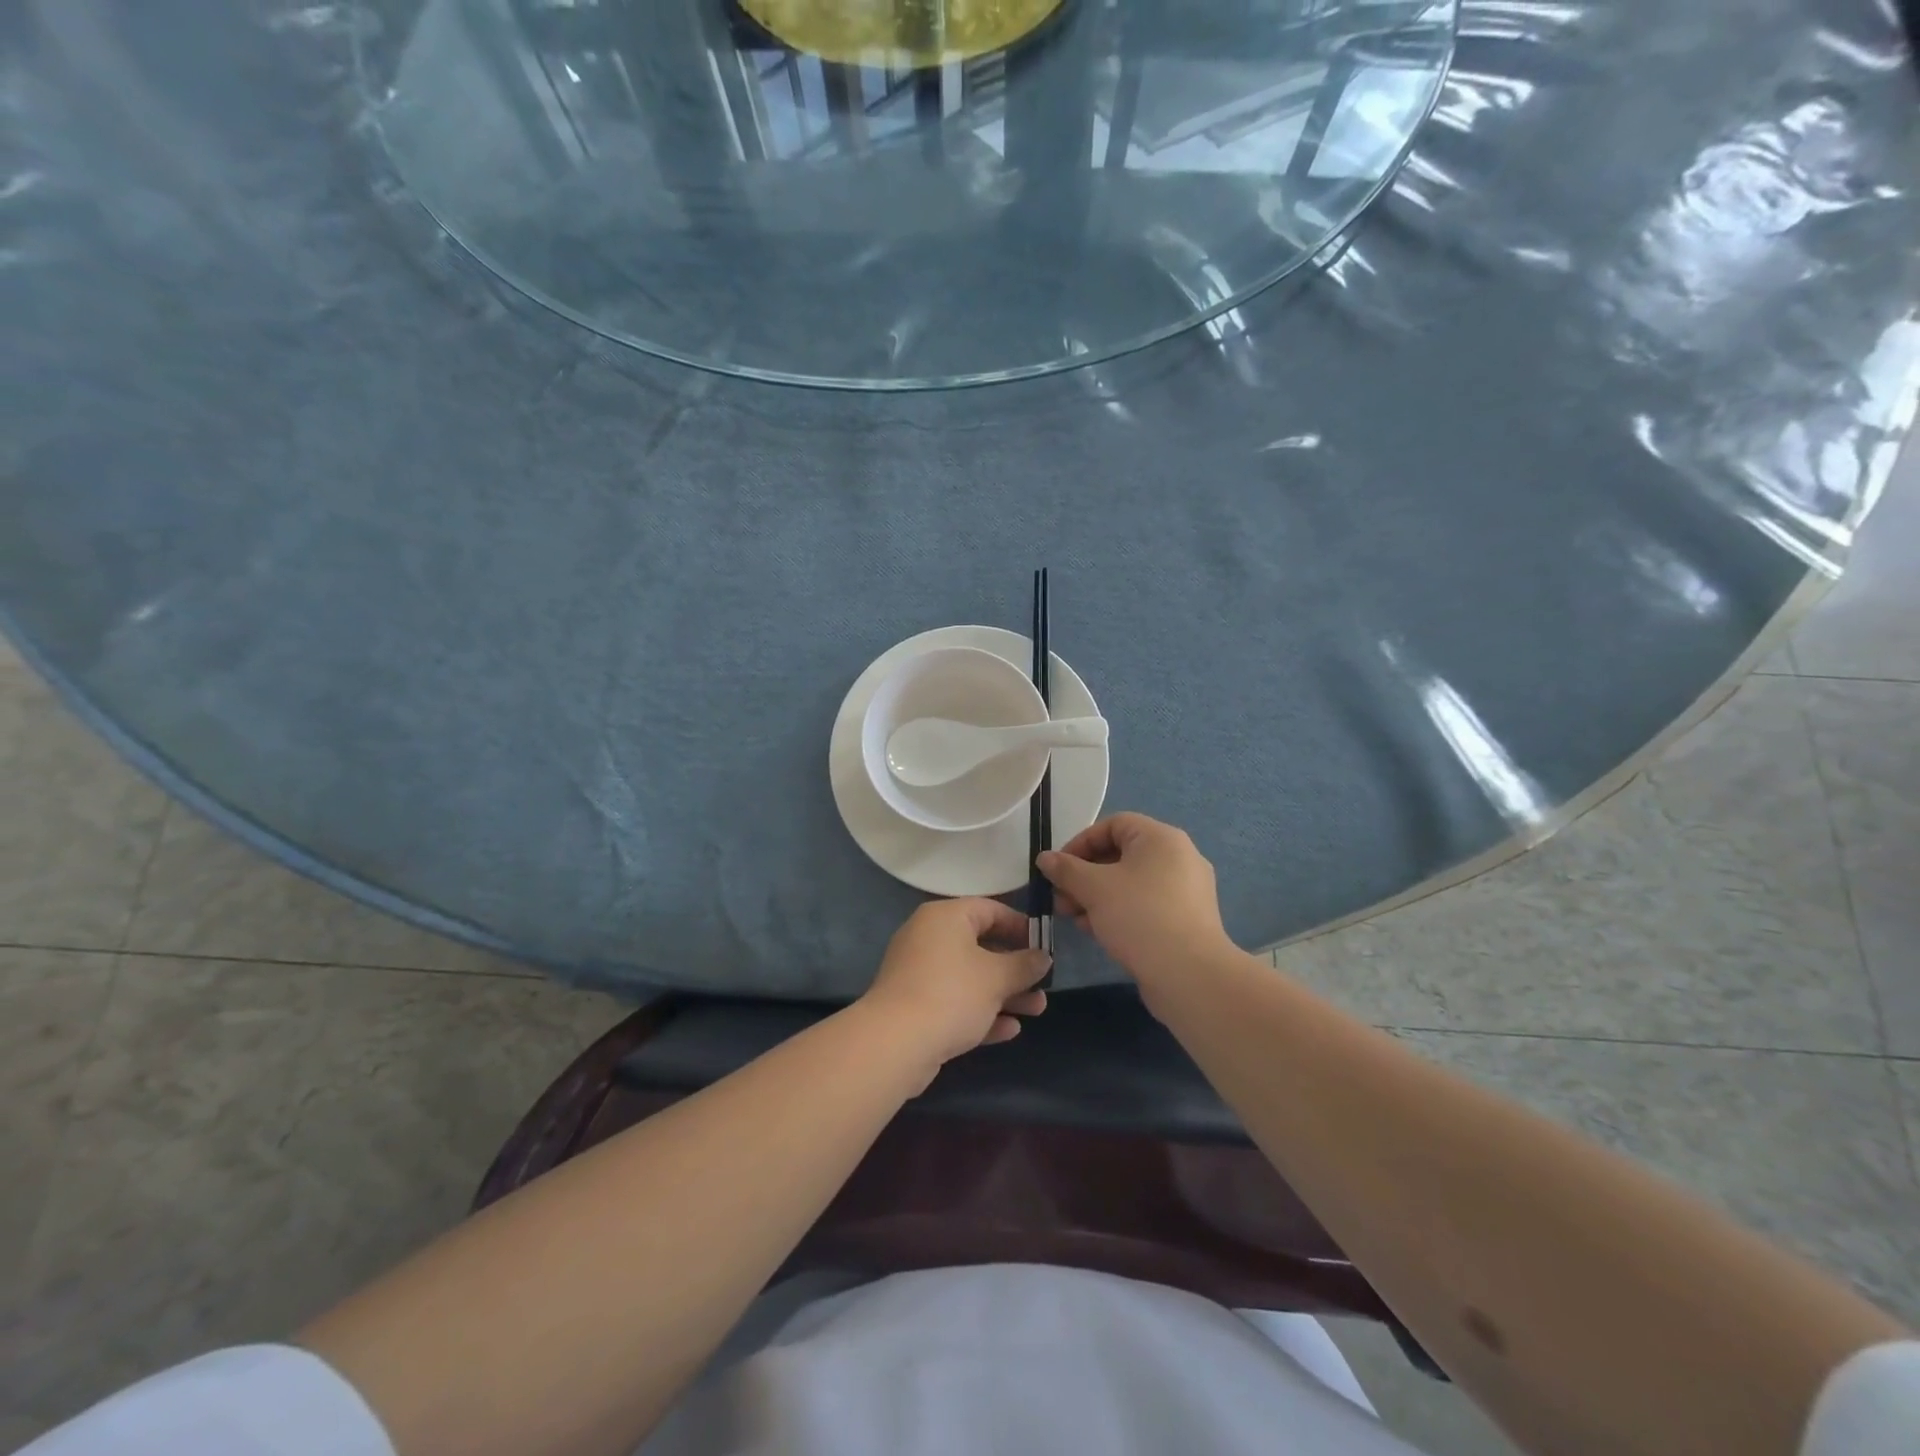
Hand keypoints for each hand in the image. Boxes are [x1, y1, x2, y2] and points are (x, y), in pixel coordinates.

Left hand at [858, 898, 1050, 1071]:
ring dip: (1004, 993)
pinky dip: (981, 1012)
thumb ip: (1024, 965)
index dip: (1020, 926)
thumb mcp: (997, 977)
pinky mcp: (915, 1006)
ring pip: (970, 978)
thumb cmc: (952, 994)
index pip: (989, 909)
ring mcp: (919, 973)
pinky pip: (955, 1002)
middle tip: (1044, 984)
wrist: (895, 1043)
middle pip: (981, 946)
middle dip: (1016, 968)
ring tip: (1037, 1010)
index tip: (1045, 946)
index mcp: (945, 918)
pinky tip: (1009, 1030)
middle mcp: (929, 938)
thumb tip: (1043, 957)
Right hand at [1038, 812, 1231, 981]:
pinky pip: (1146, 904)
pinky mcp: (1186, 919)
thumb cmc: (1139, 917)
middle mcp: (1178, 857)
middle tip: (1061, 898)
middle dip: (1084, 875)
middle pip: (1121, 854)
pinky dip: (1119, 911)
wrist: (1190, 975)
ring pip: (1131, 883)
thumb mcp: (1094, 888)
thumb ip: (1066, 869)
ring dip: (1097, 896)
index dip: (1081, 842)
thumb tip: (1045, 858)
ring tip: (1075, 919)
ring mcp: (1186, 890)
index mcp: (1161, 838)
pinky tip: (1098, 932)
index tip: (1058, 868)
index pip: (1113, 825)